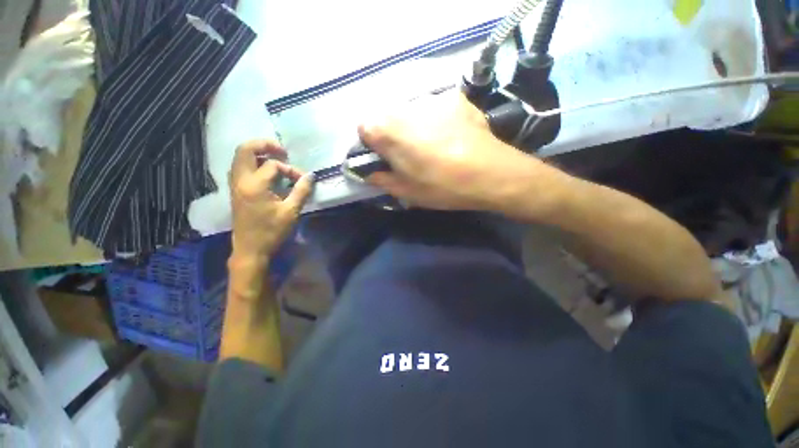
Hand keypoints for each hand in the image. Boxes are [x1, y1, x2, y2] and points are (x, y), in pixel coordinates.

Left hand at [228, 140, 313, 260]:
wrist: (250, 249)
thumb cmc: (272, 231)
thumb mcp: (291, 212)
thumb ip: (301, 191)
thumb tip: (311, 176)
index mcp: (254, 185)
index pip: (273, 165)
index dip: (290, 169)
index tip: (301, 180)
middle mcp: (240, 180)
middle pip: (245, 150)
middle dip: (264, 145)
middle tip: (282, 151)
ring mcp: (235, 185)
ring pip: (240, 157)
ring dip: (257, 153)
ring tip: (274, 159)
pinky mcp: (235, 191)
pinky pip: (240, 168)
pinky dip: (252, 163)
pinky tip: (265, 172)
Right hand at [359, 91, 541, 212]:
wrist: (489, 173)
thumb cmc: (442, 186)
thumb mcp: (406, 191)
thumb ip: (381, 179)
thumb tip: (369, 174)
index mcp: (388, 131)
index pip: (363, 127)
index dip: (371, 144)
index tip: (384, 158)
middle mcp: (405, 107)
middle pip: (387, 117)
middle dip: (391, 135)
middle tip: (408, 156)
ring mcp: (432, 99)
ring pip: (410, 112)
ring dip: (413, 127)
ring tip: (432, 147)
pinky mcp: (454, 98)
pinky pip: (434, 109)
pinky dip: (435, 121)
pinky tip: (450, 137)